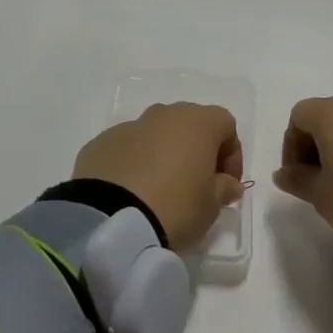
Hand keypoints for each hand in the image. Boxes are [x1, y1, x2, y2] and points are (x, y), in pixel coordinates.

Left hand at [73, 103, 244, 250]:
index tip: (226, 184)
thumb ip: (224, 188)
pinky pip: (128, 148)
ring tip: (161, 190)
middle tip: (196, 185)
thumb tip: (227, 183)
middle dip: (197, 151)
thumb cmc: (175, 206)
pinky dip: (135, 163)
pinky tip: (132, 192)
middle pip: (189, 124)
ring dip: (164, 155)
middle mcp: (164, 114)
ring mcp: (129, 126)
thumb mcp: (211, 205)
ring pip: (156, 134)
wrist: (110, 218)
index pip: (226, 125)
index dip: (232, 154)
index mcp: (197, 122)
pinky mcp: (101, 143)